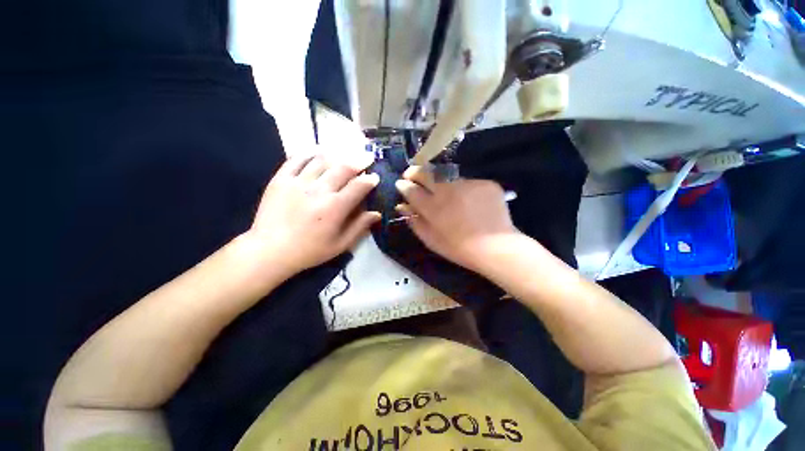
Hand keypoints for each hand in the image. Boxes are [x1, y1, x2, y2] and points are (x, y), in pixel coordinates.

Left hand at [244, 154, 380, 278]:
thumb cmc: (309, 250)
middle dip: (359, 162)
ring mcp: (298, 182)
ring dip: (338, 156)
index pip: (358, 186)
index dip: (370, 180)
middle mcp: (319, 190)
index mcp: (335, 207)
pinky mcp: (280, 179)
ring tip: (346, 155)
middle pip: (343, 168)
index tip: (375, 177)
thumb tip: (377, 213)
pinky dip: (310, 153)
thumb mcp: (340, 244)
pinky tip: (318, 152)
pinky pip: (297, 159)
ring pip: (322, 160)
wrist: (270, 251)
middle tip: (367, 158)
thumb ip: (360, 227)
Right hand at [395, 166, 518, 272]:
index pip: (412, 189)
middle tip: (412, 174)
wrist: (495, 247)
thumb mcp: (431, 240)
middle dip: (415, 172)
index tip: (401, 183)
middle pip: (427, 173)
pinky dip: (465, 190)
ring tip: (448, 196)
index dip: (404, 185)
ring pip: (448, 177)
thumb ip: (414, 221)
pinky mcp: (484, 183)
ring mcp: (468, 184)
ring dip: (442, 183)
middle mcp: (448, 190)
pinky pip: (468, 183)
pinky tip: (470, 202)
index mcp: (433, 207)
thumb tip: (402, 206)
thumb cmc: (458, 248)